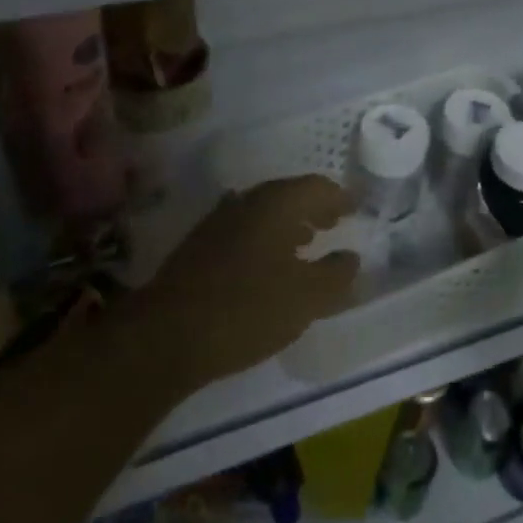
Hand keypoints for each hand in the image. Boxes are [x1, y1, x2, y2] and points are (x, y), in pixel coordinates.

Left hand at [131, 175, 360, 391]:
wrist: (166, 335)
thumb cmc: (247, 309)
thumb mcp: (307, 298)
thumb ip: (336, 274)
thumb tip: (350, 257)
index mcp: (277, 203)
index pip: (318, 186)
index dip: (340, 197)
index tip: (356, 208)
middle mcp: (247, 201)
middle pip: (289, 194)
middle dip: (315, 208)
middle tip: (335, 223)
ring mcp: (218, 221)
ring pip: (264, 212)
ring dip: (290, 223)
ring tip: (307, 244)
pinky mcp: (199, 246)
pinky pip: (245, 229)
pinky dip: (266, 238)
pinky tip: (269, 265)